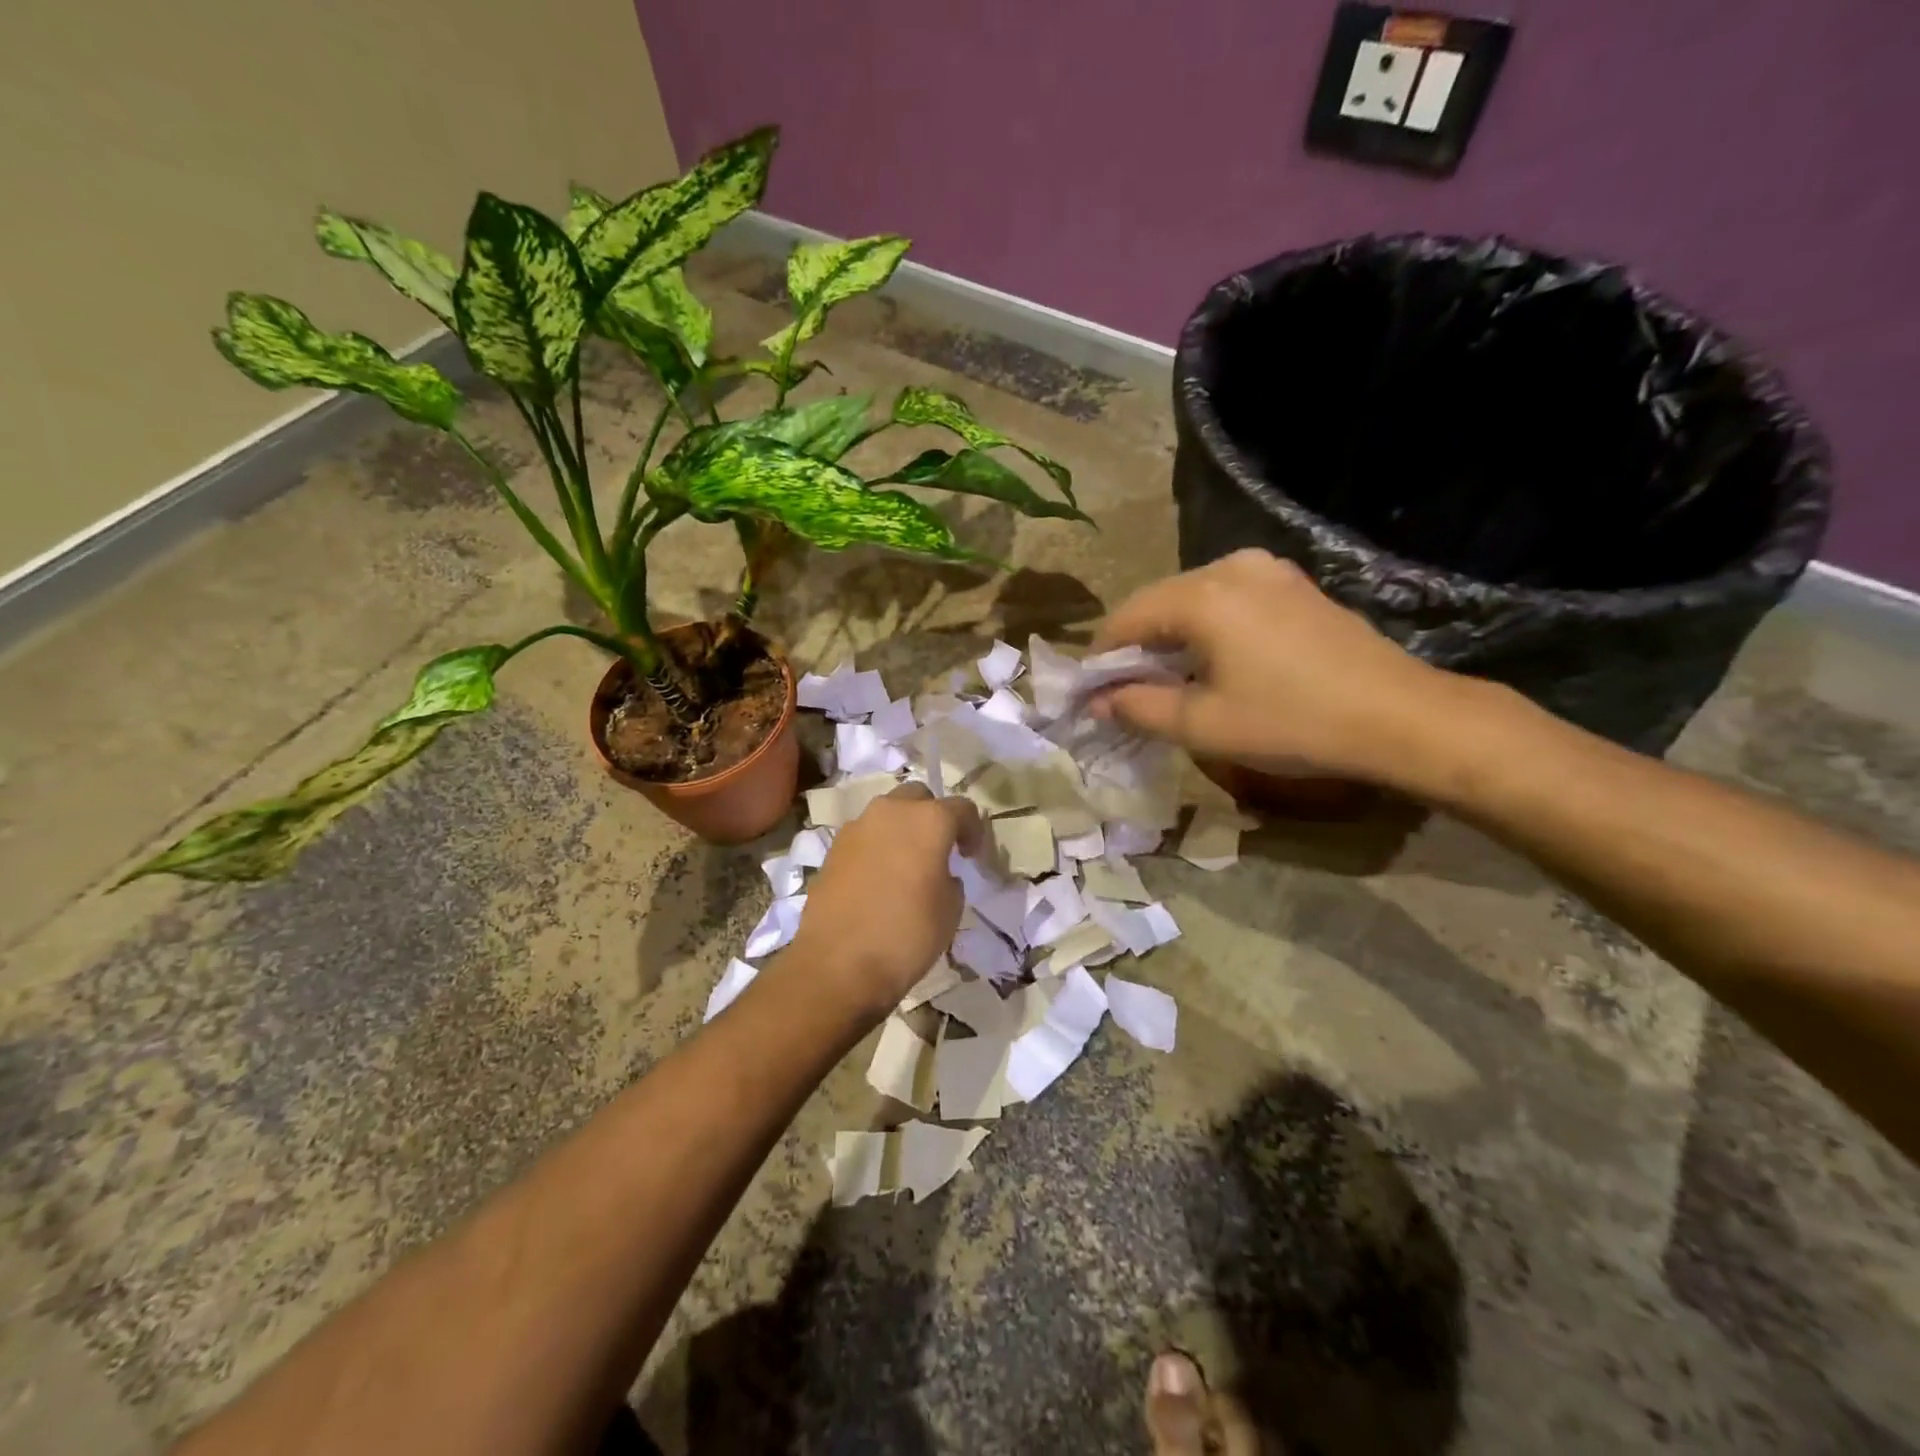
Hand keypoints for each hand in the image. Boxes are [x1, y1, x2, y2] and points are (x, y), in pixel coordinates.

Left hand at [787, 784, 981, 1016]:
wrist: (837, 964)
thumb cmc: (906, 934)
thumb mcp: (950, 909)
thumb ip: (950, 877)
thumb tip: (937, 871)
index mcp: (928, 820)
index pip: (962, 807)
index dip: (973, 830)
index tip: (971, 856)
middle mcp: (890, 812)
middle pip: (918, 798)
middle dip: (932, 816)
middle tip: (939, 850)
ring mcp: (856, 827)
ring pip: (887, 814)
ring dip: (901, 830)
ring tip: (907, 865)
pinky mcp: (833, 849)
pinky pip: (864, 837)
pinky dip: (876, 848)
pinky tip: (879, 880)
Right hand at [1091, 549, 1454, 787]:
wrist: (1398, 716)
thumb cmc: (1291, 722)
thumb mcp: (1203, 725)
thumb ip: (1138, 707)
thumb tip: (1098, 702)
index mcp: (1202, 596)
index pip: (1126, 618)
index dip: (1101, 657)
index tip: (1090, 693)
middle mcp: (1231, 567)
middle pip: (1158, 602)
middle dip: (1136, 646)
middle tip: (1126, 692)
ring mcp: (1268, 570)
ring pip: (1193, 599)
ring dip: (1171, 636)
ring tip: (1169, 680)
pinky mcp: (1293, 584)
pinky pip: (1228, 599)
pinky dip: (1206, 627)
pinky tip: (1214, 661)